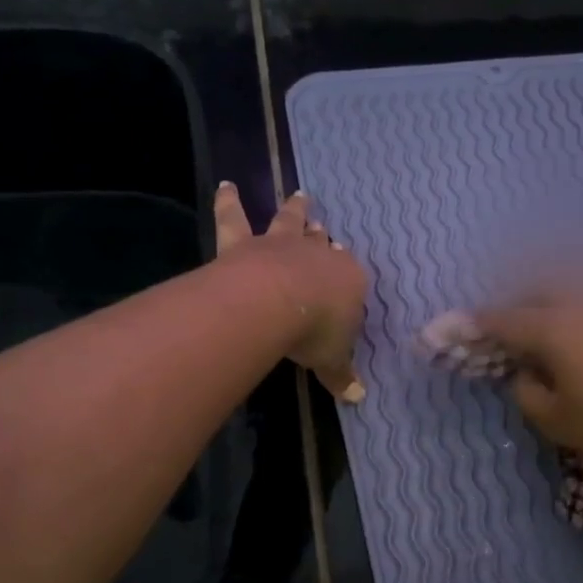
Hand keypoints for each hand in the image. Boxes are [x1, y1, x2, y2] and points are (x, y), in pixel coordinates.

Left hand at [214, 183, 367, 401]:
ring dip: (294, 209)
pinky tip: (225, 185)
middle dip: (322, 235)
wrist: (278, 303)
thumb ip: (342, 374)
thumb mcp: (334, 360)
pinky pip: (235, 218)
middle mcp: (317, 255)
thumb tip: (357, 397)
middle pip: (321, 241)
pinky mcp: (244, 244)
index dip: (346, 273)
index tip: (343, 267)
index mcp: (347, 281)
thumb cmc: (317, 332)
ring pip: (289, 221)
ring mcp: (280, 245)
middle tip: (321, 224)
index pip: (349, 276)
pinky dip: (229, 201)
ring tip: (299, 194)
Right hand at [476, 296, 582, 475]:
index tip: (465, 325)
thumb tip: (525, 374)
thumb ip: (528, 393)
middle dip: (521, 303)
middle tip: (515, 328)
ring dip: (559, 301)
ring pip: (580, 288)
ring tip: (558, 324)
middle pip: (541, 290)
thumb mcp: (557, 422)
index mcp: (554, 327)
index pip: (505, 319)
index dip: (481, 323)